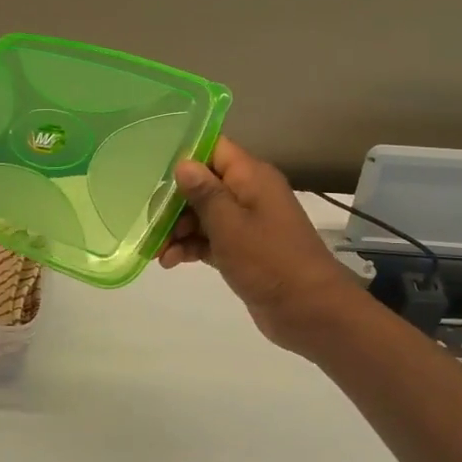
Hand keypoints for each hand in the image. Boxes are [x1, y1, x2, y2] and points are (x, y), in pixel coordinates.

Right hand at [158, 136, 354, 353]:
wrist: (310, 312)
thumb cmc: (269, 260)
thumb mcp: (230, 224)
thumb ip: (204, 193)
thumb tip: (183, 163)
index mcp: (252, 177)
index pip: (214, 149)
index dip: (186, 156)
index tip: (156, 172)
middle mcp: (249, 194)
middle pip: (203, 184)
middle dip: (175, 202)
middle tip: (152, 221)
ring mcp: (246, 224)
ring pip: (202, 214)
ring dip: (178, 229)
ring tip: (159, 251)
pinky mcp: (242, 250)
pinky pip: (209, 239)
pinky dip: (191, 247)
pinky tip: (171, 261)